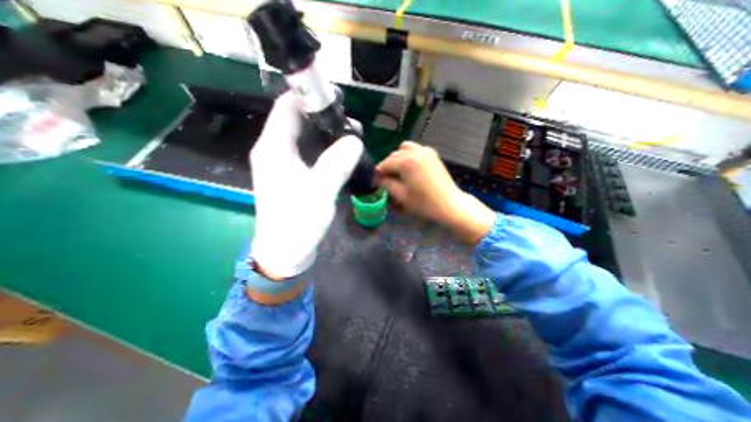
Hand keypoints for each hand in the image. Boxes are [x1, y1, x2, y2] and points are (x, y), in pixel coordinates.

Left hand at [249, 91, 364, 278]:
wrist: (286, 251)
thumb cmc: (298, 221)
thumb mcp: (320, 190)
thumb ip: (337, 162)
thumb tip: (354, 139)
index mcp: (274, 148)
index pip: (287, 107)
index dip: (309, 97)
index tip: (337, 100)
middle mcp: (275, 151)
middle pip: (297, 121)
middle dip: (324, 118)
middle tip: (352, 125)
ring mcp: (283, 164)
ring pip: (305, 138)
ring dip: (327, 135)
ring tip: (351, 138)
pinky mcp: (292, 176)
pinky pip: (308, 154)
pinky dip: (324, 150)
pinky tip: (341, 155)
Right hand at [379, 140, 497, 243]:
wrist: (450, 204)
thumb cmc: (424, 203)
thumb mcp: (401, 195)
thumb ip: (387, 183)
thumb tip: (379, 178)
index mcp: (406, 161)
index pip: (386, 163)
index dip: (378, 172)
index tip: (375, 181)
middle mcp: (416, 151)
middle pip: (394, 155)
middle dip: (387, 166)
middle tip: (385, 179)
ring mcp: (426, 151)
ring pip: (405, 149)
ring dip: (398, 158)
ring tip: (398, 171)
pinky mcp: (433, 154)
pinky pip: (416, 150)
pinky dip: (409, 156)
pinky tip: (410, 168)